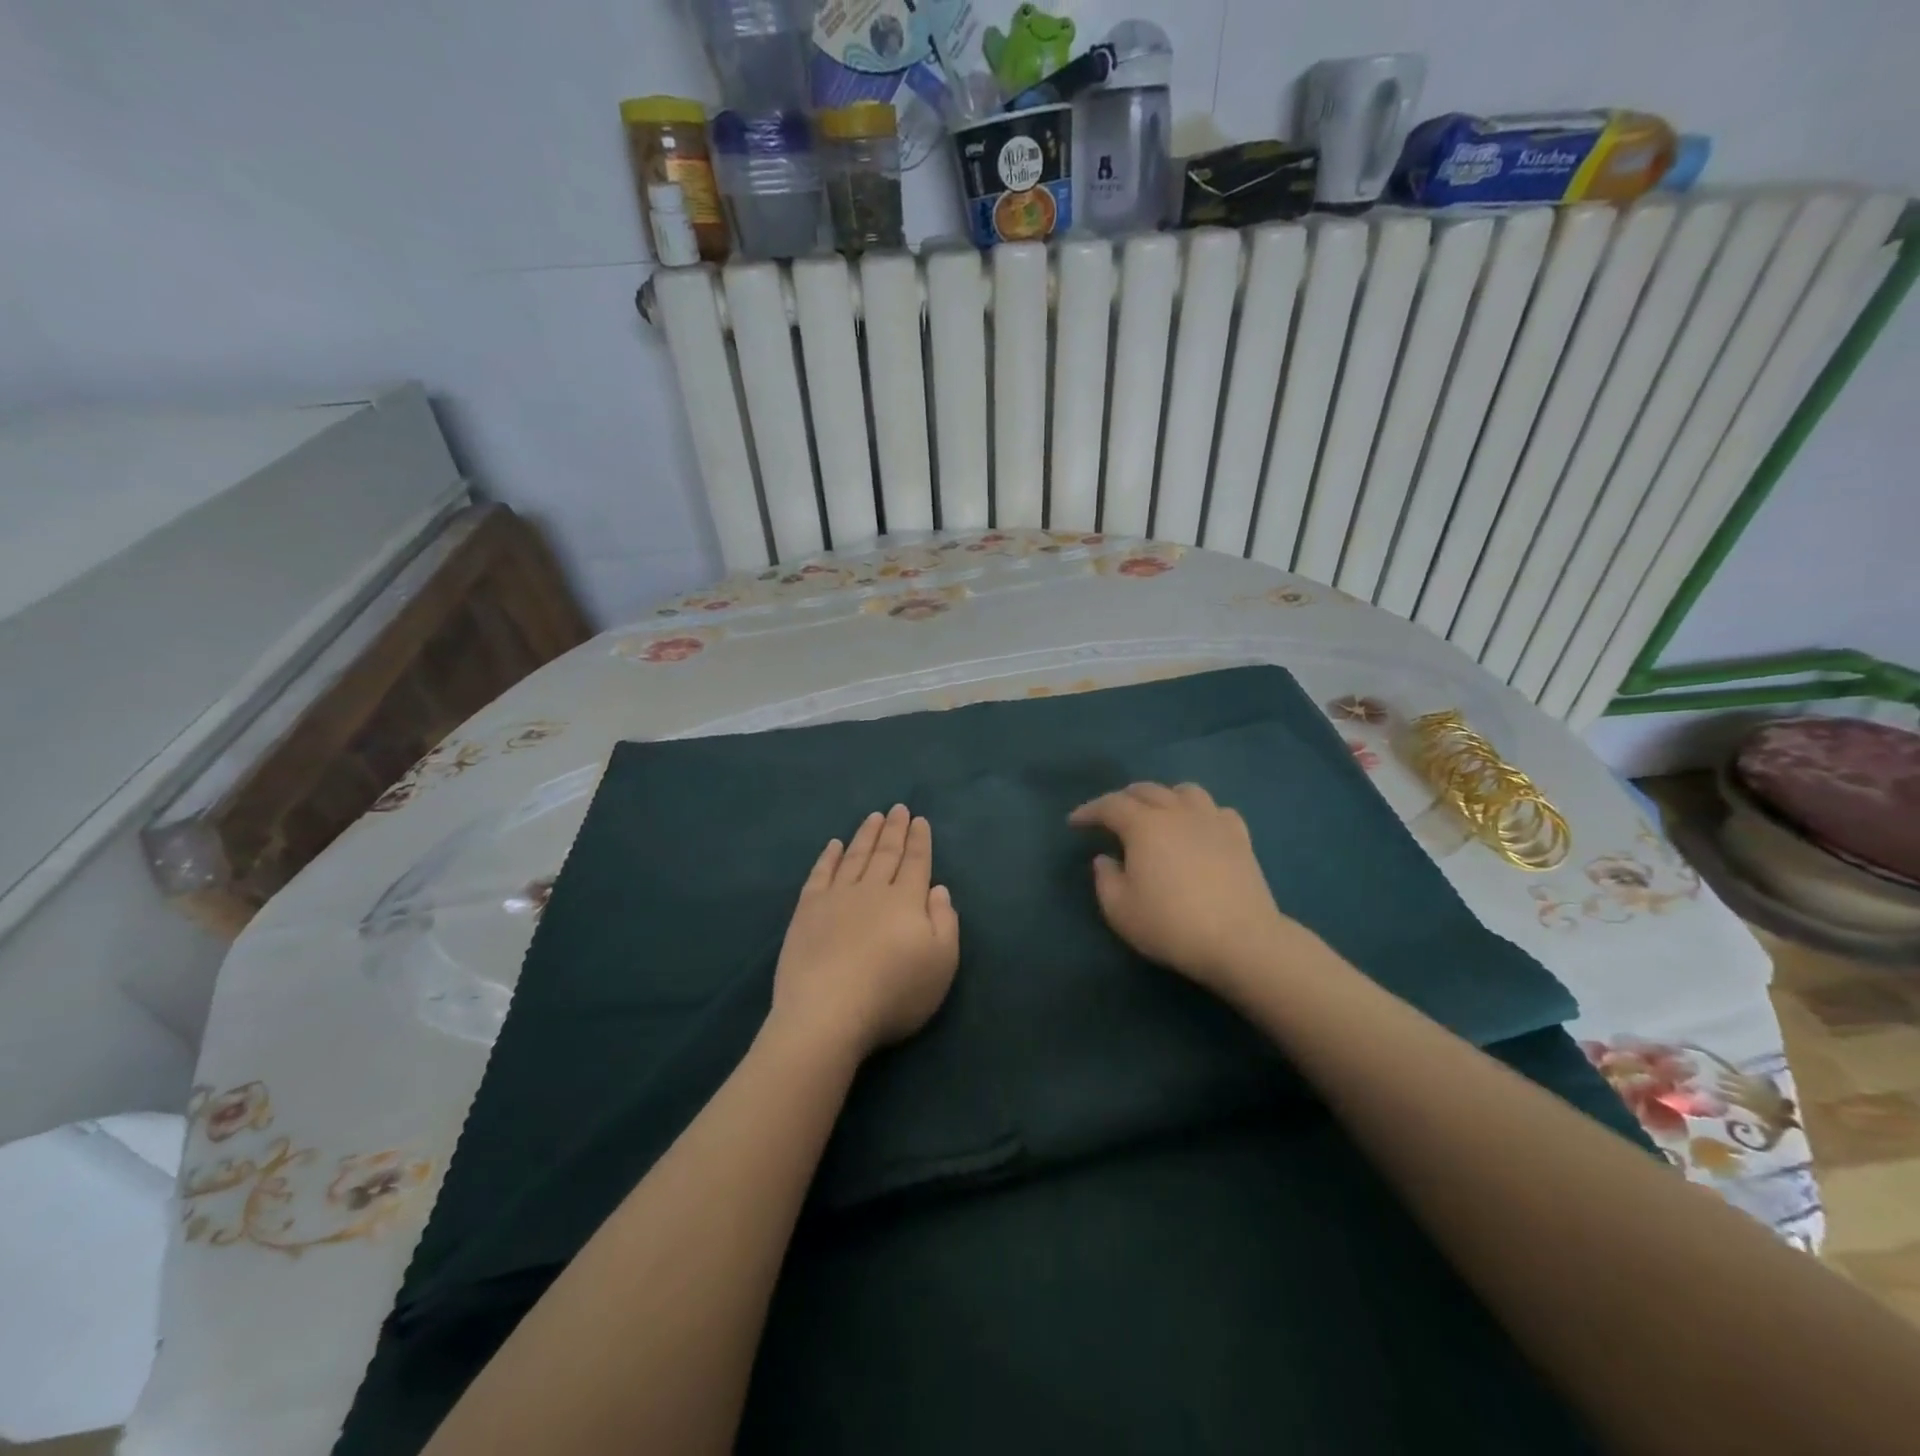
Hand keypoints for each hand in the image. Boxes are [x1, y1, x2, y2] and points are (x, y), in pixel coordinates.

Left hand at [771, 805, 960, 1059]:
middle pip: (885, 853)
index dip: (919, 841)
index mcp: (906, 900)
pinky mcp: (807, 911)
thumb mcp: (941, 964)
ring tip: (873, 817)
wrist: (828, 1012)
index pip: (915, 862)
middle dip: (894, 830)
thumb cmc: (894, 992)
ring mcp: (836, 897)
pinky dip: (828, 857)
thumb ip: (945, 922)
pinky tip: (833, 845)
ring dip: (865, 836)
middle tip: (898, 808)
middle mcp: (872, 889)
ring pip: (854, 857)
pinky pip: (820, 874)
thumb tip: (937, 889)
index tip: (919, 820)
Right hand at [1068, 782, 1301, 995]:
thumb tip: (1106, 859)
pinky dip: (1200, 813)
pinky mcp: (1239, 837)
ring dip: (1164, 797)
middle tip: (1110, 817)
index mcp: (1144, 825)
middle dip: (1122, 799)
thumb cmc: (1171, 925)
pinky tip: (1198, 828)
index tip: (1074, 822)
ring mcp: (1212, 821)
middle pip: (1146, 790)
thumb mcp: (1120, 910)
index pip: (1110, 805)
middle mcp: (1177, 812)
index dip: (1089, 810)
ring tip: (1157, 814)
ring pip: (1184, 791)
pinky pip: (1217, 810)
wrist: (1240, 940)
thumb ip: (1105, 879)